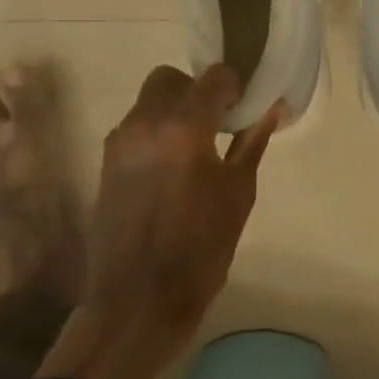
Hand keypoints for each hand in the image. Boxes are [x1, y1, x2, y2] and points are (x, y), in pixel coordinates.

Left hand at [37, 64, 281, 378]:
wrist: (136, 301)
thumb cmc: (200, 250)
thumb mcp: (238, 195)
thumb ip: (252, 143)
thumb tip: (273, 108)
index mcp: (185, 128)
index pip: (213, 77)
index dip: (232, 87)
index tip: (241, 110)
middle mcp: (146, 123)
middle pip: (171, 79)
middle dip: (196, 91)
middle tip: (216, 124)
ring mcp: (120, 141)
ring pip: (148, 100)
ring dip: (173, 110)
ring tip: (193, 149)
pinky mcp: (106, 160)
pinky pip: (135, 126)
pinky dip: (155, 131)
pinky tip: (170, 167)